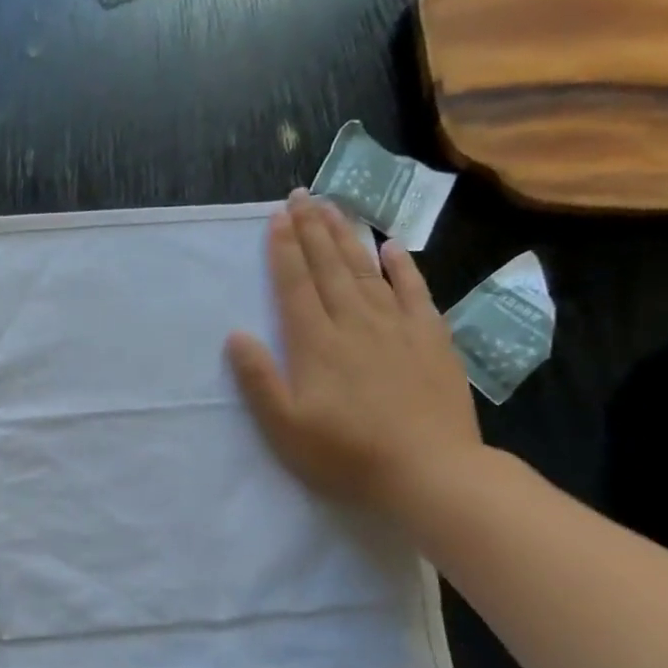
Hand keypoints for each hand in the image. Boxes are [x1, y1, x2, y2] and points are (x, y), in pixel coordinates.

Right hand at [226, 192, 481, 518]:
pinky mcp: (431, 338)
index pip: (295, 285)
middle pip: (329, 267)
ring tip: (334, 206)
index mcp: (316, 344)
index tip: (278, 216)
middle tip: (302, 195)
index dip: (285, 249)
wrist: (429, 471)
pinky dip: (402, 266)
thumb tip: (235, 335)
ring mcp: (397, 327)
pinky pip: (414, 291)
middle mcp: (355, 323)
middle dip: (313, 229)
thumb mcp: (284, 427)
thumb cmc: (345, 454)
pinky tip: (391, 246)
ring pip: (367, 270)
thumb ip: (259, 379)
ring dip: (348, 236)